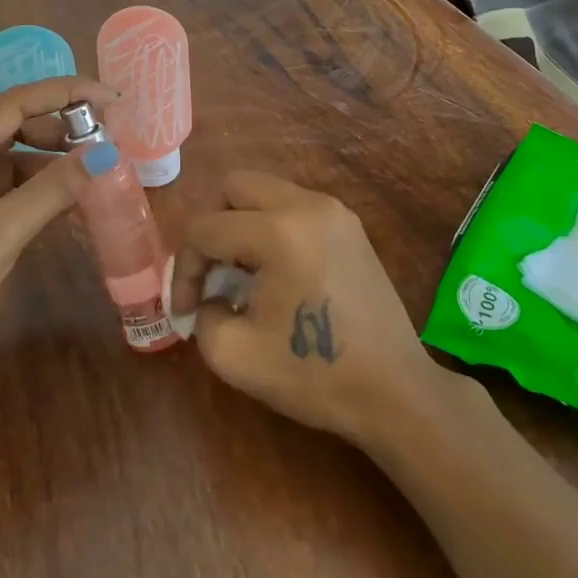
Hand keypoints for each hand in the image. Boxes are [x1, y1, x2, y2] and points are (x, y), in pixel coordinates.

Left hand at [0, 77, 115, 395]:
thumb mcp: (0, 233)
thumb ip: (54, 189)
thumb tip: (107, 152)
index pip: (14, 103)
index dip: (65, 93)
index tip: (111, 96)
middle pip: (14, 127)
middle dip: (62, 129)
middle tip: (109, 139)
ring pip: (14, 161)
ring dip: (53, 164)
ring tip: (97, 173)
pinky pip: (8, 191)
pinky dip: (39, 194)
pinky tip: (71, 205)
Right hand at [170, 171, 443, 447]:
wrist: (395, 391)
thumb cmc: (314, 374)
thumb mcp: (234, 356)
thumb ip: (202, 315)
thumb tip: (208, 297)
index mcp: (278, 231)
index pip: (205, 228)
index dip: (182, 270)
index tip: (186, 311)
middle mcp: (306, 205)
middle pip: (233, 186)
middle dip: (211, 227)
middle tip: (211, 273)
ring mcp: (333, 211)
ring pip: (265, 190)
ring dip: (241, 223)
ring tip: (241, 274)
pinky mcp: (350, 225)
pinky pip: (293, 206)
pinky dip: (271, 226)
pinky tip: (275, 272)